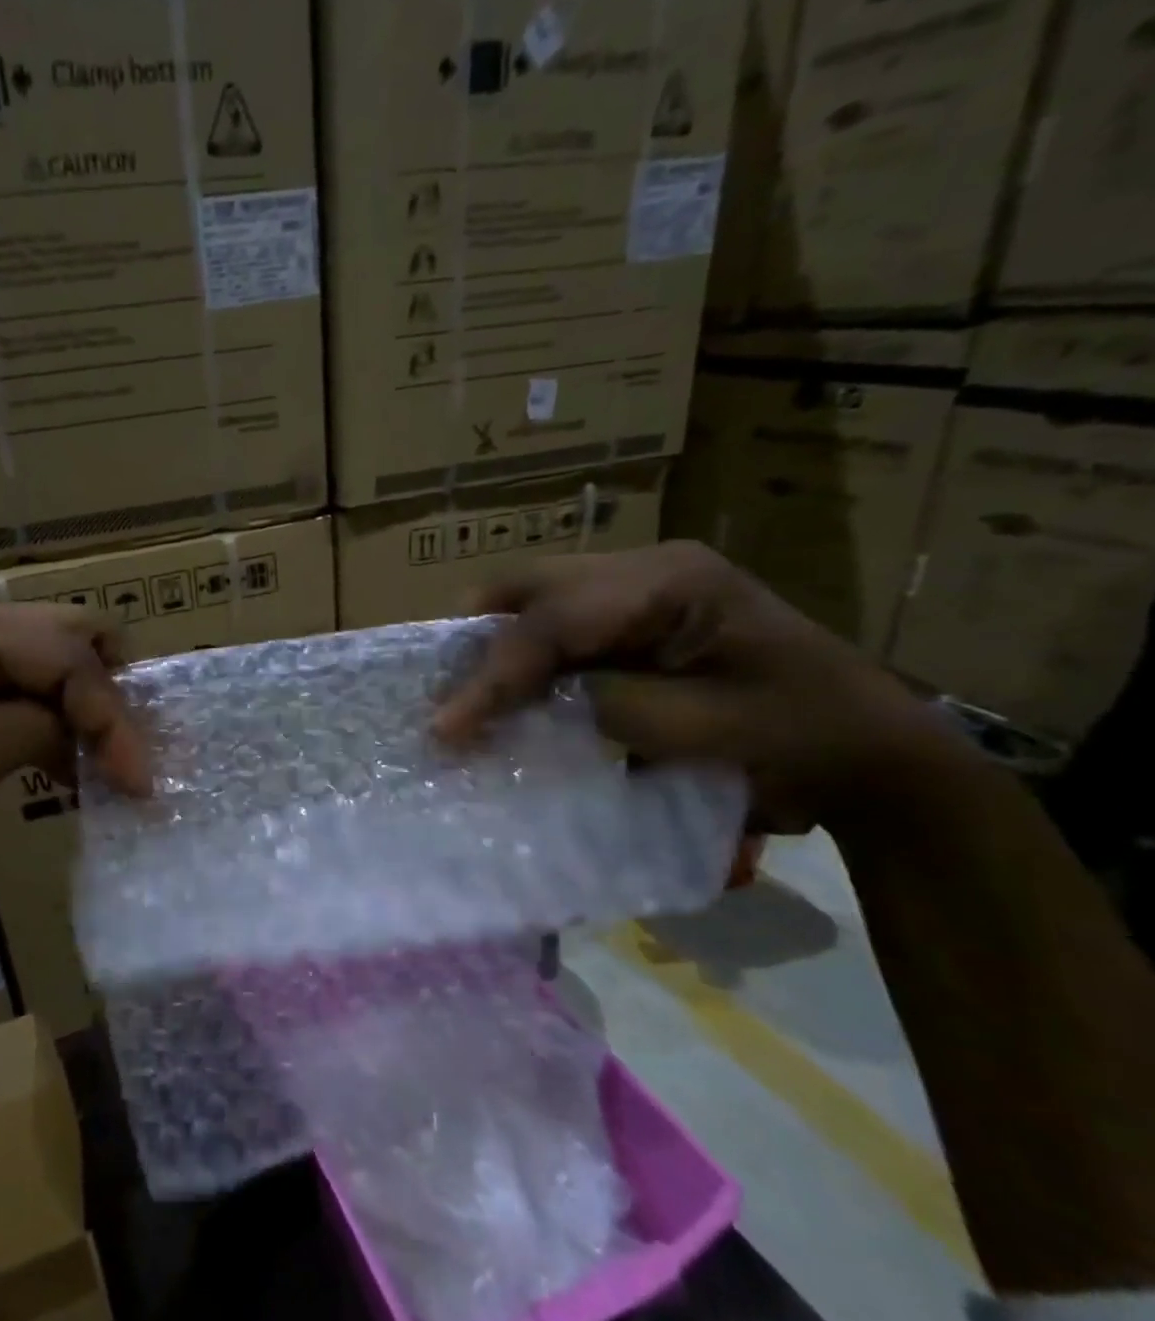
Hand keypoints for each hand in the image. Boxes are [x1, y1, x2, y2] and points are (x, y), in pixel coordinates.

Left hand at [0, 596, 149, 885]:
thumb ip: (38, 729)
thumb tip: (93, 729)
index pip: (68, 657)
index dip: (112, 718)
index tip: (141, 784)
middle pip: (75, 637)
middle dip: (111, 697)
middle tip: (126, 760)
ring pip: (60, 661)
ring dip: (90, 711)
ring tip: (109, 770)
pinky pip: (32, 688)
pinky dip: (60, 723)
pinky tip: (70, 769)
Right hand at [433, 541, 966, 831]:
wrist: (875, 753)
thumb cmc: (803, 743)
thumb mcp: (701, 732)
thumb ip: (604, 705)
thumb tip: (525, 704)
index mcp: (673, 583)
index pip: (554, 618)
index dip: (493, 672)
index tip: (445, 726)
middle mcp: (650, 567)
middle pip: (532, 586)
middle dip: (480, 642)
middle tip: (448, 699)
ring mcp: (644, 586)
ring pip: (538, 598)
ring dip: (500, 648)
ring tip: (471, 699)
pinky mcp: (640, 614)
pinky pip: (560, 623)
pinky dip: (528, 656)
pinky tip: (515, 692)